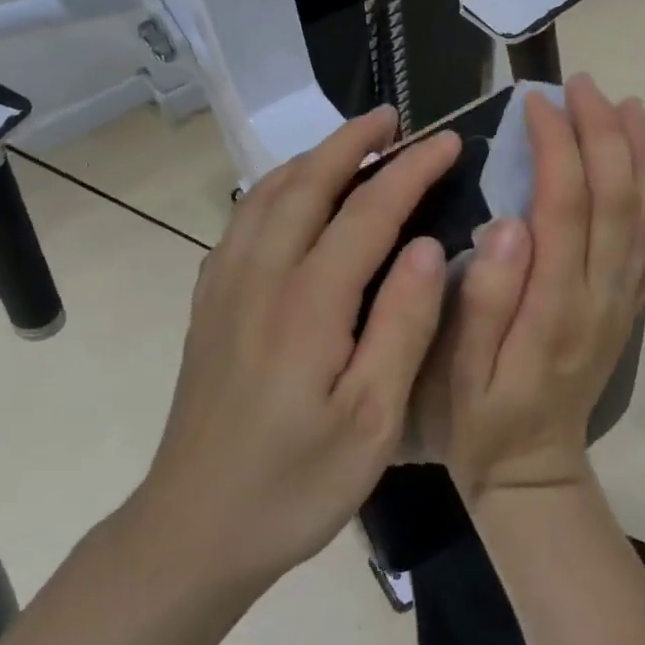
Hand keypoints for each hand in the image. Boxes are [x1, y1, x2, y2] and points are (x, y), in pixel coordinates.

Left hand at [141, 108, 458, 590]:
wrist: (194, 527)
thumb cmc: (294, 484)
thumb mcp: (372, 421)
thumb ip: (403, 326)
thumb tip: (428, 247)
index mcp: (308, 302)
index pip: (369, 211)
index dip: (412, 171)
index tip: (449, 142)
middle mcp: (260, 276)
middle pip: (308, 183)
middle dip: (353, 141)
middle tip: (394, 118)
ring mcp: (225, 286)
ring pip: (267, 194)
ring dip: (311, 158)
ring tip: (350, 145)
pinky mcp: (209, 304)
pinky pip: (242, 221)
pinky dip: (274, 188)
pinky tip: (290, 198)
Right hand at [428, 76, 644, 504]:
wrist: (532, 470)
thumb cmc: (479, 420)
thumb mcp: (458, 373)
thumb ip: (483, 300)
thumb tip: (506, 224)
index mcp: (554, 307)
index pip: (565, 206)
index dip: (556, 146)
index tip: (535, 103)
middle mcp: (601, 296)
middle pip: (617, 198)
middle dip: (602, 132)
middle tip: (580, 85)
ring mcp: (622, 302)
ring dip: (640, 153)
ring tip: (625, 105)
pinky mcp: (627, 308)